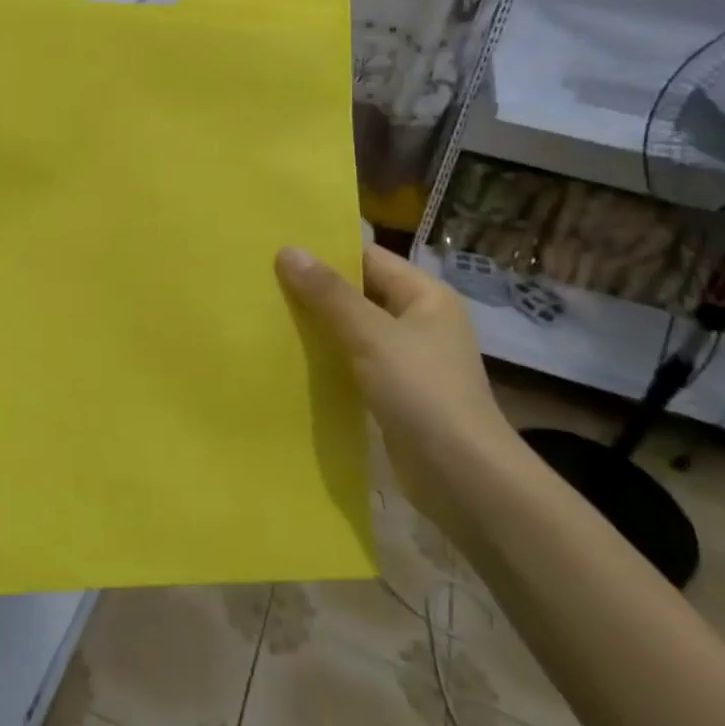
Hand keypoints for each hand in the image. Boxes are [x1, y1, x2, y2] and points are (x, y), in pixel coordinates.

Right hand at [277, 243, 523, 528]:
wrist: (463, 478)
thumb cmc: (423, 393)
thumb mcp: (372, 336)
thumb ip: (329, 294)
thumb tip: (288, 250)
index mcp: (425, 296)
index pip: (368, 258)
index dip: (325, 251)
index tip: (277, 247)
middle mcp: (418, 320)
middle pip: (358, 292)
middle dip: (314, 288)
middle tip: (261, 279)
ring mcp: (407, 359)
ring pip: (352, 329)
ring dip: (317, 324)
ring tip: (265, 312)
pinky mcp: (393, 392)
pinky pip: (352, 361)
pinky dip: (326, 356)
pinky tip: (288, 355)